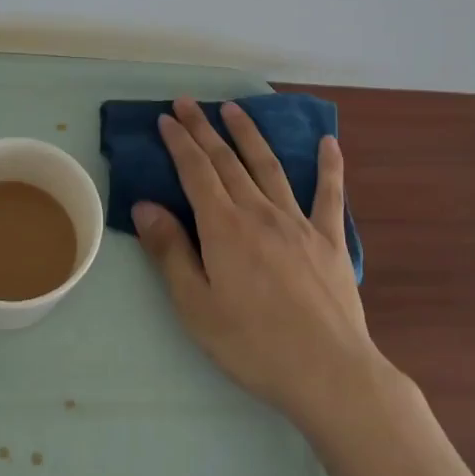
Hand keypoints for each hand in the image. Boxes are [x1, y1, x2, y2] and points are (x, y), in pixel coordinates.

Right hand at [133, 98, 382, 428]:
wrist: (328, 372)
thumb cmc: (253, 344)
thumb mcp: (196, 305)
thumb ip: (170, 251)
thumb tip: (145, 206)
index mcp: (224, 227)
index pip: (196, 172)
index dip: (179, 142)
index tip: (166, 118)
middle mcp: (259, 212)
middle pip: (227, 160)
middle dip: (204, 128)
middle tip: (188, 102)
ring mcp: (298, 222)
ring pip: (269, 166)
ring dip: (249, 134)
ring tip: (234, 108)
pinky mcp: (329, 240)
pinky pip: (329, 195)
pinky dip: (329, 166)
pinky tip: (329, 142)